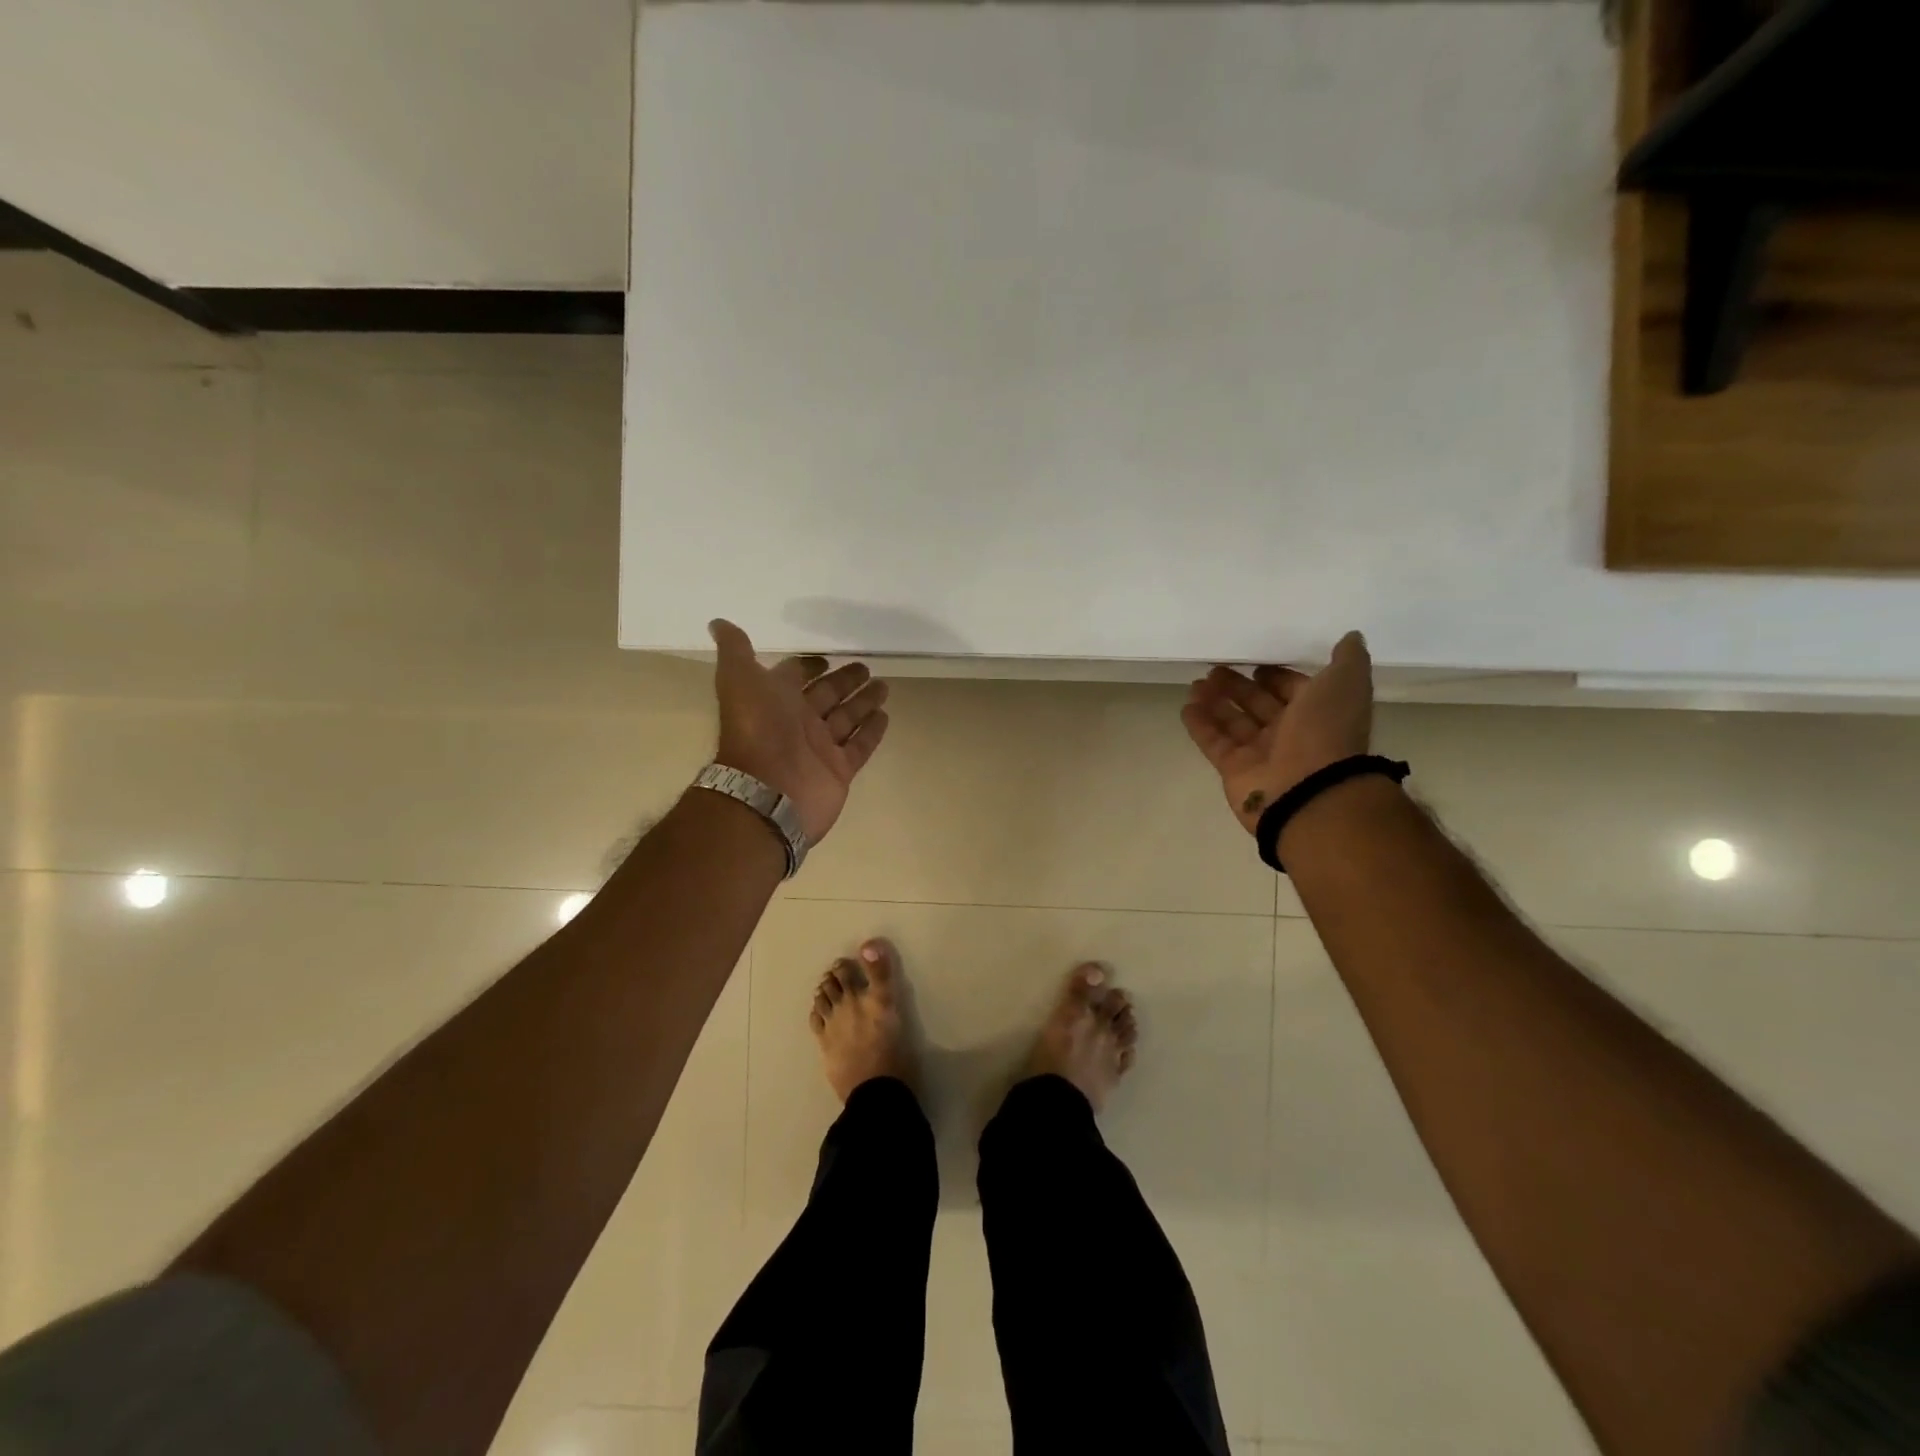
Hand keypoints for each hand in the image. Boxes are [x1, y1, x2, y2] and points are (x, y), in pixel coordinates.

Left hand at [709, 619, 890, 841]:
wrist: (768, 790)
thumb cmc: (756, 729)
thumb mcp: (739, 680)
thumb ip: (735, 651)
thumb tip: (718, 622)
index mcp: (775, 700)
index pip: (795, 677)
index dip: (809, 666)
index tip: (827, 658)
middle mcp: (797, 722)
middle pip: (826, 695)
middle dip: (844, 681)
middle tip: (867, 668)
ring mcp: (820, 748)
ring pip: (846, 718)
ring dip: (863, 702)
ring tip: (884, 686)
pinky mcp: (839, 769)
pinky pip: (859, 746)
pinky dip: (872, 731)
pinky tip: (885, 715)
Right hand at [1180, 630, 1373, 834]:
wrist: (1309, 791)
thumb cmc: (1326, 732)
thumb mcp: (1345, 684)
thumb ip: (1348, 659)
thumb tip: (1352, 637)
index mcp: (1318, 713)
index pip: (1293, 690)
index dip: (1276, 677)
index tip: (1256, 665)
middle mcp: (1290, 734)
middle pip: (1259, 705)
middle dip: (1238, 687)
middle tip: (1214, 670)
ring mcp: (1260, 754)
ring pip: (1234, 722)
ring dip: (1215, 702)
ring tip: (1196, 685)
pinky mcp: (1234, 769)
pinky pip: (1214, 743)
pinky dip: (1200, 726)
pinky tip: (1187, 707)